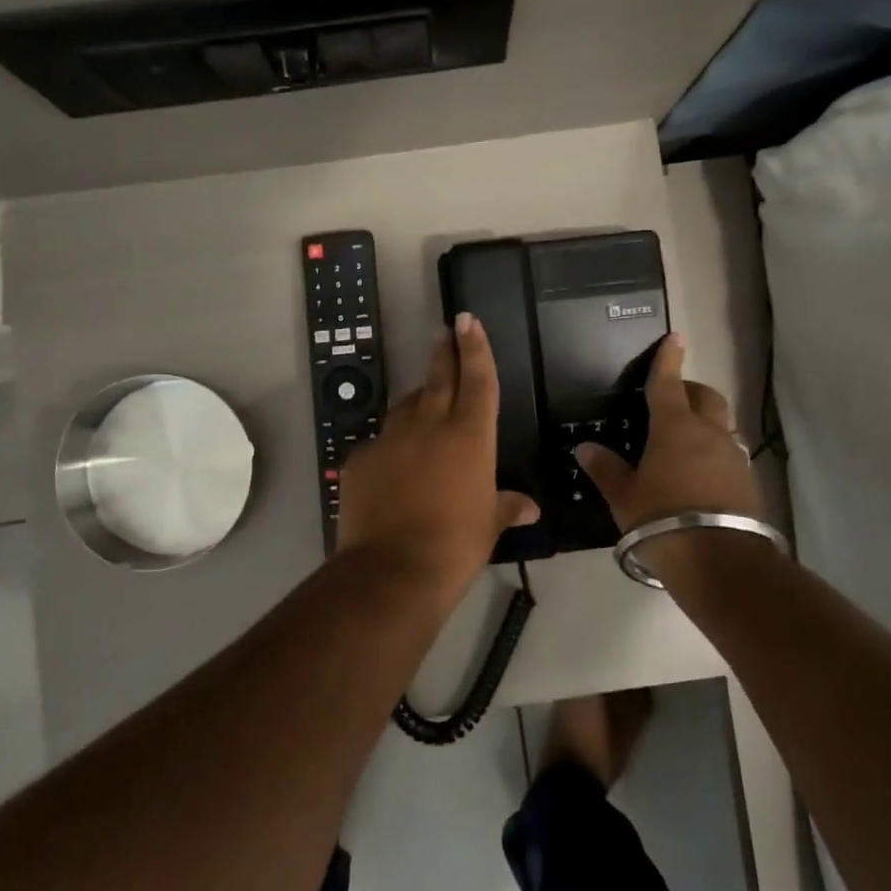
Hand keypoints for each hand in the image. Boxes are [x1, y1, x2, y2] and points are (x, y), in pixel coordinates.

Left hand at [336, 313, 539, 595]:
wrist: (391, 571)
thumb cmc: (455, 546)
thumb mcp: (488, 526)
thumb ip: (507, 507)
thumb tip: (530, 508)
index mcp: (469, 436)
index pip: (477, 380)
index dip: (475, 347)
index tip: (467, 320)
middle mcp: (429, 426)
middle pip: (438, 377)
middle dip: (444, 351)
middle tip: (445, 329)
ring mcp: (390, 439)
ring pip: (406, 407)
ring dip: (418, 401)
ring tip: (424, 406)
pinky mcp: (360, 458)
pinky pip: (380, 443)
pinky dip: (392, 447)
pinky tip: (395, 467)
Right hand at [575, 333, 761, 529]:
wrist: (720, 562)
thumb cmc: (662, 520)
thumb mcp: (625, 498)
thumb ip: (606, 470)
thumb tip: (586, 448)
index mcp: (675, 428)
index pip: (669, 383)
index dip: (669, 359)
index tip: (675, 338)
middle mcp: (709, 434)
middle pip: (706, 397)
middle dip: (691, 390)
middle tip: (674, 398)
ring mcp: (734, 457)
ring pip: (722, 425)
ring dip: (706, 423)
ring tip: (686, 441)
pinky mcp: (748, 482)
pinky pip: (730, 454)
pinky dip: (715, 452)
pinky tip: (701, 474)